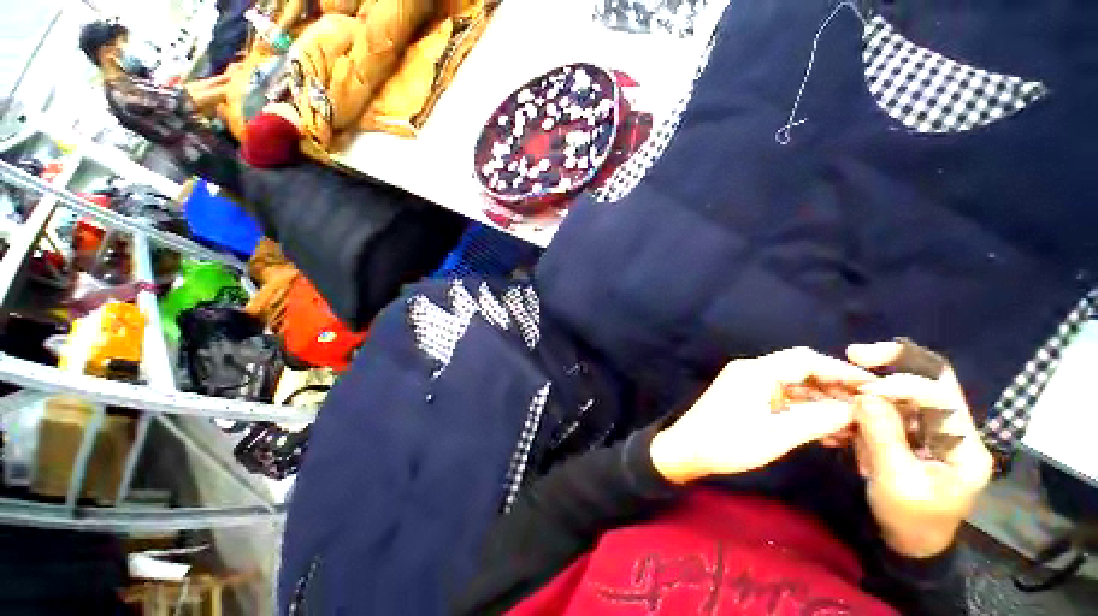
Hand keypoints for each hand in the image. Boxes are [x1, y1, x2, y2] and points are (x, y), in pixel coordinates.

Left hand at [650, 348, 874, 484]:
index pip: (806, 360)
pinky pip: (781, 399)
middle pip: (801, 372)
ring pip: (793, 387)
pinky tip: (826, 431)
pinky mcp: (746, 397)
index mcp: (756, 371)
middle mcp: (752, 371)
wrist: (687, 450)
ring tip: (853, 427)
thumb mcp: (779, 434)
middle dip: (835, 390)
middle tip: (868, 412)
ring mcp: (747, 384)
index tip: (874, 388)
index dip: (841, 371)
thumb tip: (857, 409)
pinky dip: (804, 411)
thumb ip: (820, 419)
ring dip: (822, 404)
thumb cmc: (729, 441)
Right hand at [847, 342, 993, 557]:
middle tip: (856, 353)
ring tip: (845, 395)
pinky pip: (892, 408)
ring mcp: (935, 430)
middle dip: (895, 362)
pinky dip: (869, 405)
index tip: (863, 389)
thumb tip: (865, 396)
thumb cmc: (910, 518)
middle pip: (932, 379)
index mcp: (964, 445)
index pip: (942, 395)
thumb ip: (884, 437)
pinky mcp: (915, 433)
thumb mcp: (896, 482)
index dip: (903, 384)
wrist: (910, 541)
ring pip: (907, 391)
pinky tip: (850, 415)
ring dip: (875, 389)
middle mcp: (955, 429)